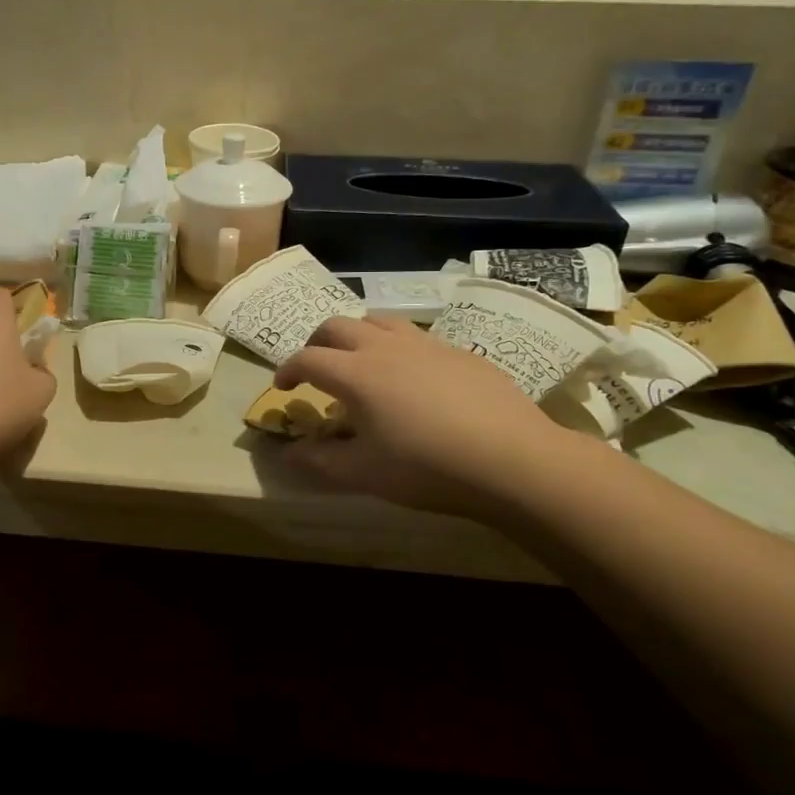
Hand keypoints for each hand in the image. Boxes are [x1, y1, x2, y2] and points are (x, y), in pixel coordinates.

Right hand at [273, 316, 583, 517]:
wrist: (511, 459)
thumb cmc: (426, 467)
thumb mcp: (364, 473)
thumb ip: (320, 460)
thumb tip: (288, 453)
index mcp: (355, 373)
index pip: (308, 358)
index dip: (288, 369)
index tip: (283, 386)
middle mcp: (385, 347)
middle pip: (338, 326)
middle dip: (318, 343)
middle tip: (317, 368)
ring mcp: (425, 344)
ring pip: (379, 321)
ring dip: (357, 336)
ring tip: (361, 362)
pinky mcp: (458, 351)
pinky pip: (416, 336)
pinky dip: (397, 347)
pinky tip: (413, 379)